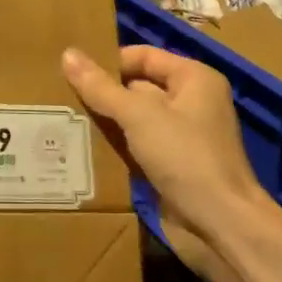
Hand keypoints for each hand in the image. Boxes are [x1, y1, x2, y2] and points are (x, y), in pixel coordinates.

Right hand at [62, 44, 266, 264]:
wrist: (221, 227)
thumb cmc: (185, 158)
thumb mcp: (139, 116)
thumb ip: (101, 87)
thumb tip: (67, 54)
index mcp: (193, 78)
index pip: (144, 56)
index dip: (110, 61)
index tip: (72, 70)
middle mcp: (191, 102)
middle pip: (138, 86)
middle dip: (103, 92)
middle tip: (60, 96)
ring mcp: (182, 137)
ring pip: (135, 119)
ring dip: (106, 121)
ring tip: (64, 119)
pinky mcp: (172, 167)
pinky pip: (137, 146)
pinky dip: (115, 146)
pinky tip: (83, 147)